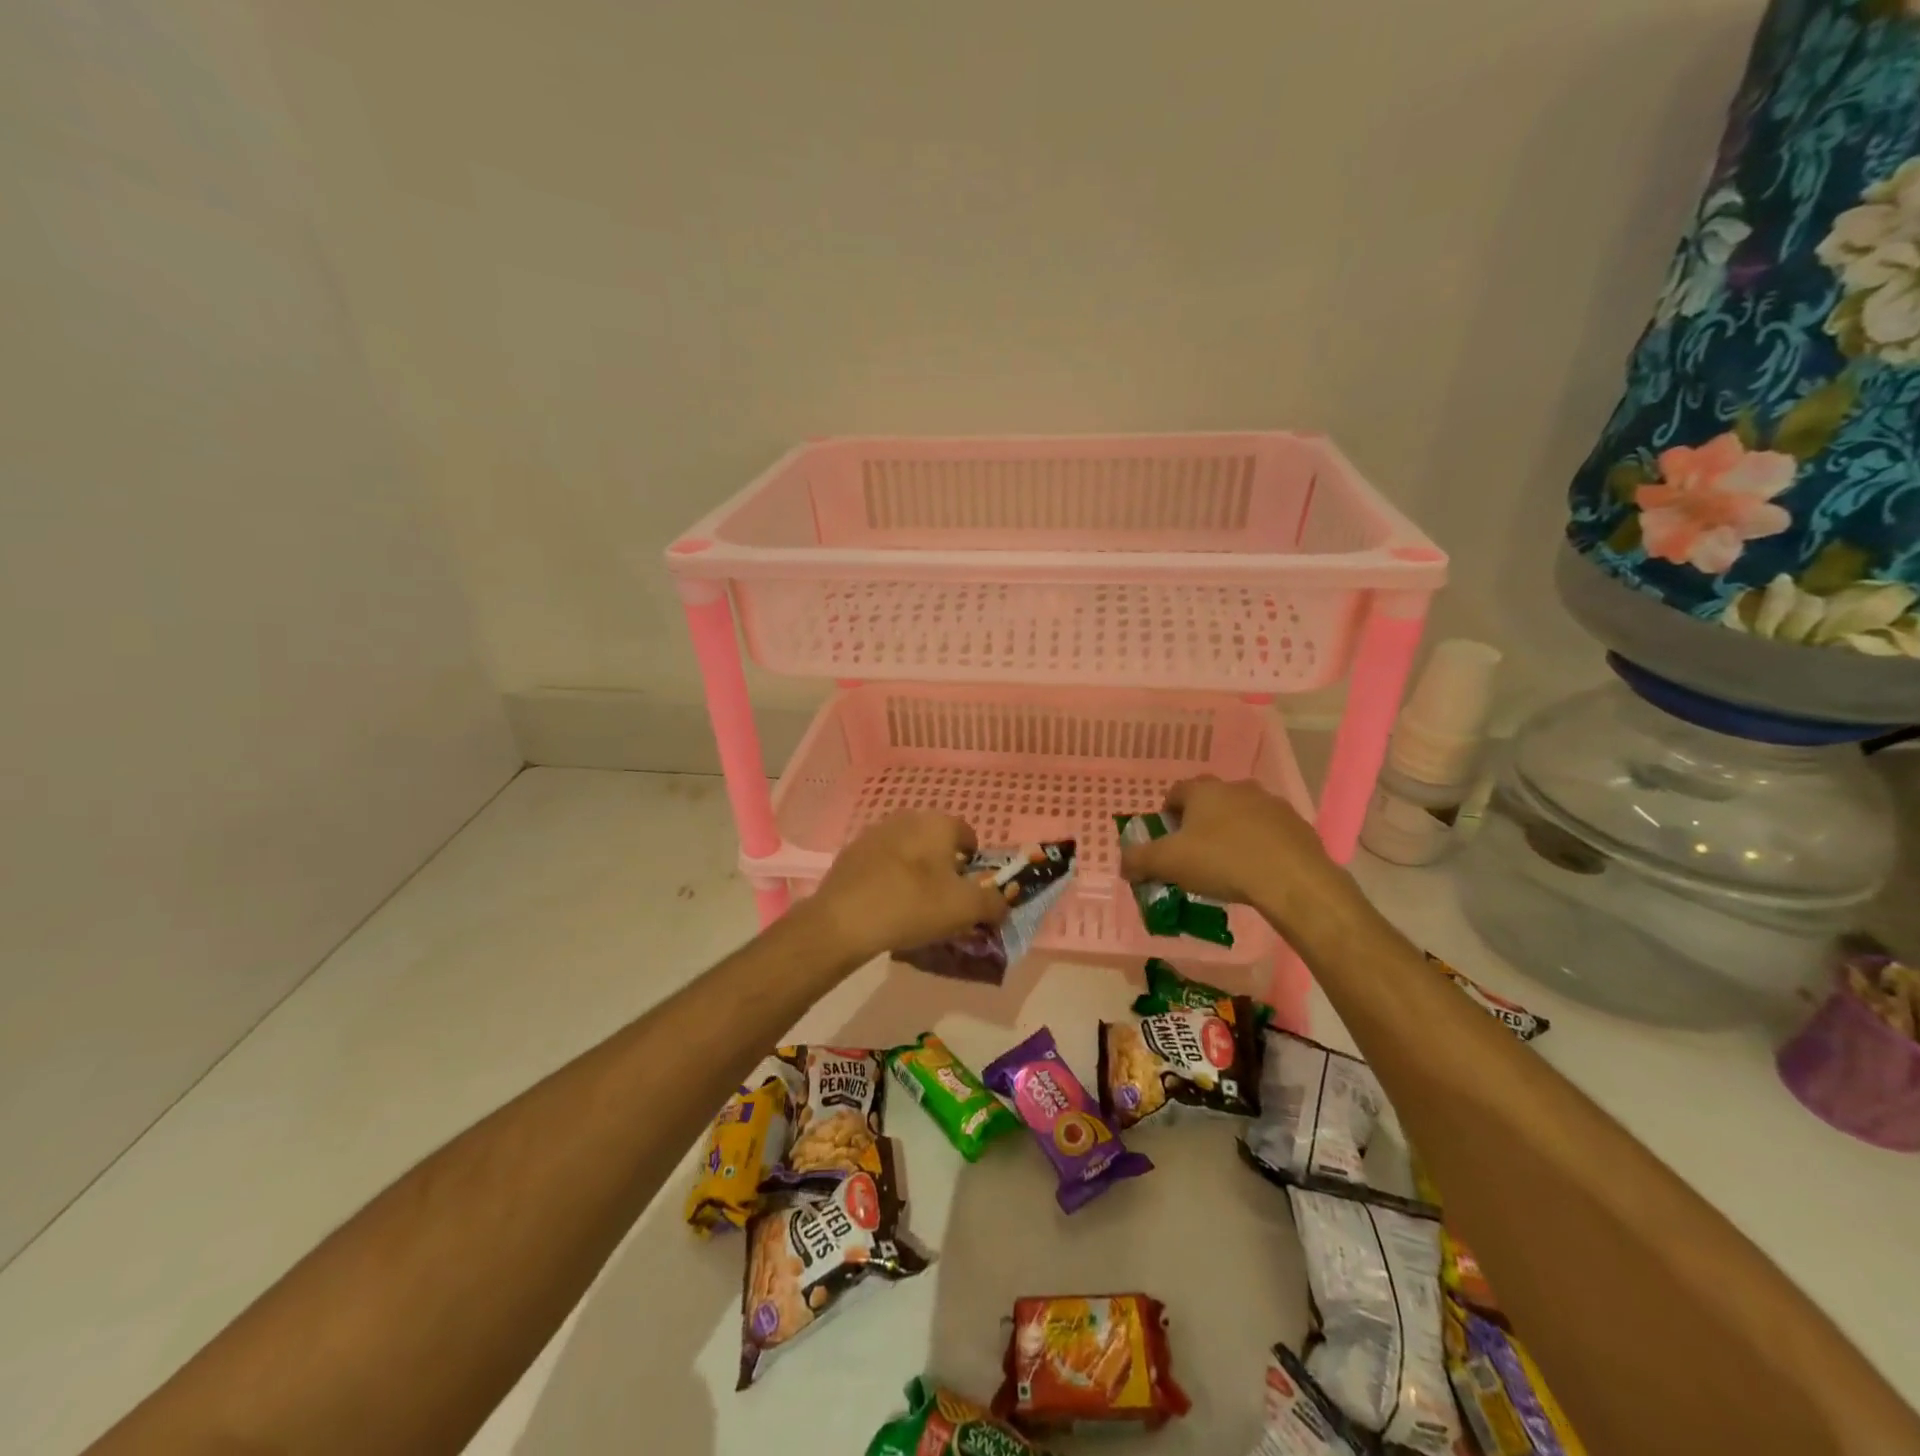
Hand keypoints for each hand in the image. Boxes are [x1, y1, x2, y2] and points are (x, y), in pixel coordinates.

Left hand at [805, 811, 1009, 963]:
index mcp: (938, 823)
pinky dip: (889, 878)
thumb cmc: (914, 905)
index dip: (974, 864)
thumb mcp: (966, 909)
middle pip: (936, 841)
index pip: (968, 835)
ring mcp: (875, 832)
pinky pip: (883, 863)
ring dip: (916, 871)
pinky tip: (886, 905)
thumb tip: (1003, 902)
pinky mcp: (851, 852)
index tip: (969, 892)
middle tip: (943, 900)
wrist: (844, 920)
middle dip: (944, 866)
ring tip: (913, 905)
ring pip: (908, 851)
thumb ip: (994, 903)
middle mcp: (907, 818)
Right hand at [1119, 776, 1358, 940]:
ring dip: (1232, 832)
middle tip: (1195, 853)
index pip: (1176, 792)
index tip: (1166, 839)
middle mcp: (1237, 788)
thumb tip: (1124, 863)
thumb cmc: (1222, 862)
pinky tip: (1257, 872)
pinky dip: (1260, 846)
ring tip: (1228, 865)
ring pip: (1242, 814)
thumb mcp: (1168, 863)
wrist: (1291, 879)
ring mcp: (1271, 804)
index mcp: (1204, 791)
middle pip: (1211, 801)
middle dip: (1201, 822)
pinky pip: (1269, 832)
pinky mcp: (1297, 825)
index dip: (1167, 814)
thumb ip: (1139, 860)